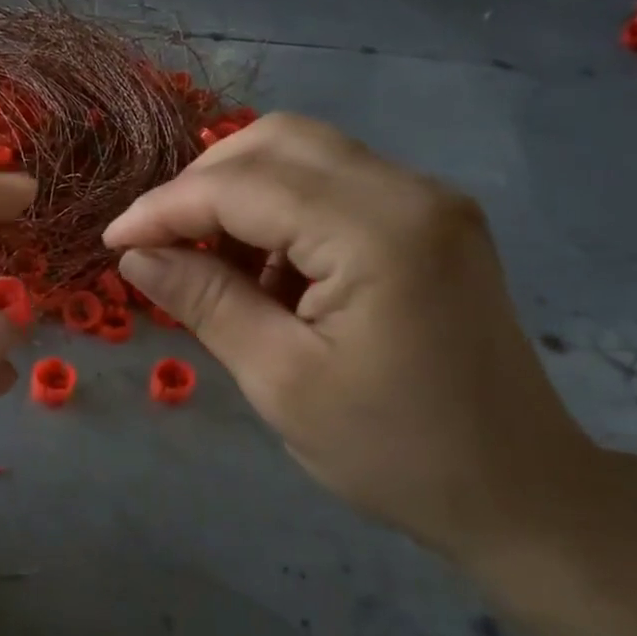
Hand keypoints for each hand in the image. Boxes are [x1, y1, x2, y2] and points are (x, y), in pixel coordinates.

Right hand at [104, 114, 602, 568]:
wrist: (521, 493)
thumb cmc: (396, 452)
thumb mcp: (281, 381)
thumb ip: (205, 301)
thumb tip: (136, 255)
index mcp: (378, 232)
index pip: (244, 185)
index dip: (166, 206)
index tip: (115, 241)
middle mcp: (410, 191)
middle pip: (276, 142)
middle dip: (202, 184)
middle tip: (160, 243)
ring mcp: (427, 200)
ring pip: (303, 154)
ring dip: (240, 194)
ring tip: (210, 262)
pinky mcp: (429, 219)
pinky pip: (333, 184)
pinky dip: (280, 210)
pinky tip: (266, 269)